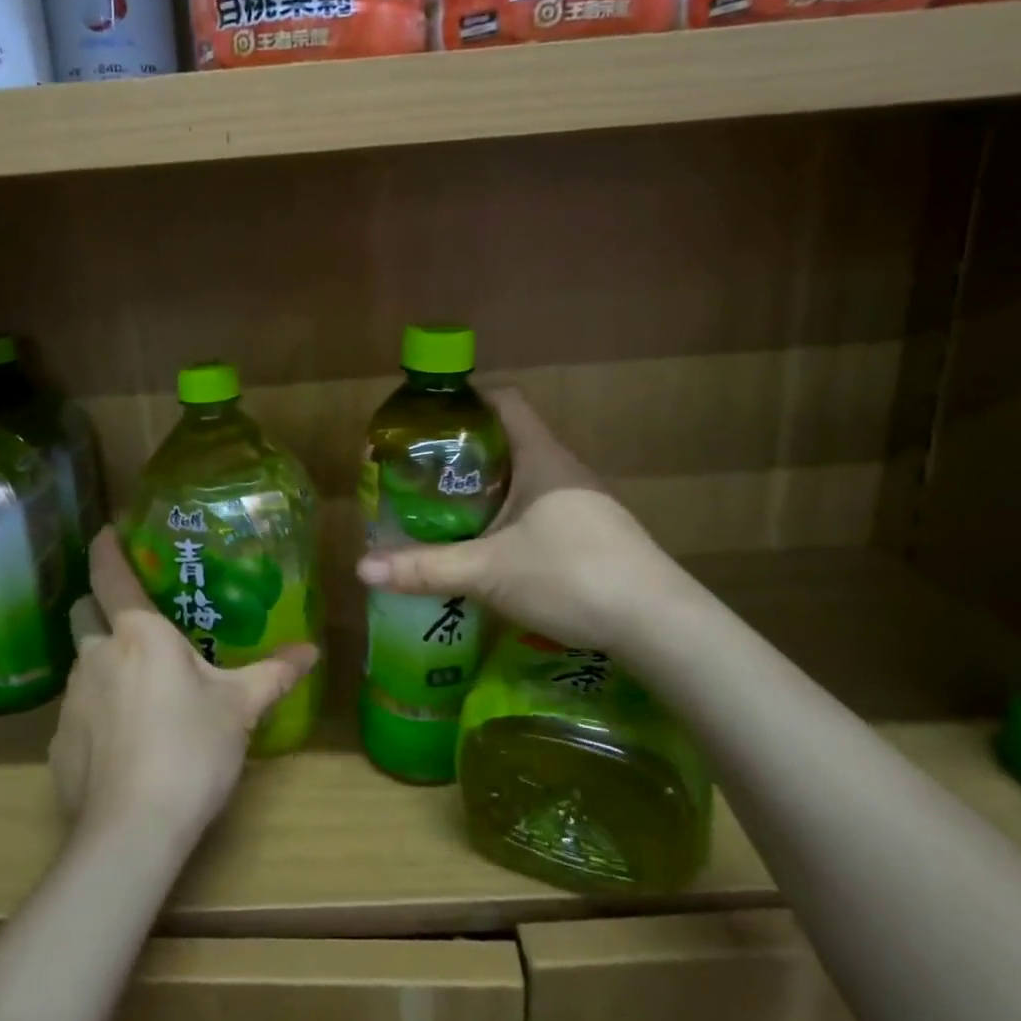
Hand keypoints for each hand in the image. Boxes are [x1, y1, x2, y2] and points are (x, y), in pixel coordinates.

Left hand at [50, 531, 316, 848]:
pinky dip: (97, 712)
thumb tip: (312, 650)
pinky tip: (123, 741)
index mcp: (138, 635)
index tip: (107, 532)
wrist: (132, 831)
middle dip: (100, 607)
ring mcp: (71, 701)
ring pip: (81, 663)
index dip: (106, 549)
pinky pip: (77, 711)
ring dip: (102, 662)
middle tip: (132, 619)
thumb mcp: (240, 708)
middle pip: (83, 613)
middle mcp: (95, 657)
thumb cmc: (191, 750)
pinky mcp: (58, 744)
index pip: (110, 575)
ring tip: (138, 686)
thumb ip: (273, 674)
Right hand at [355, 389, 692, 653]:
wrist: (658, 624)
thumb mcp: (488, 571)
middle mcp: (565, 471)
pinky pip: (540, 510)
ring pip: (525, 479)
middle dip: (464, 450)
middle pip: (510, 440)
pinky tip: (490, 548)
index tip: (428, 414)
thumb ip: (426, 568)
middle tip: (422, 470)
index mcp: (542, 457)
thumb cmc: (571, 574)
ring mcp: (584, 504)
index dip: (467, 397)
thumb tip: (361, 567)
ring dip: (487, 488)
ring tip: (446, 508)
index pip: (504, 400)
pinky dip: (508, 517)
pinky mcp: (593, 536)